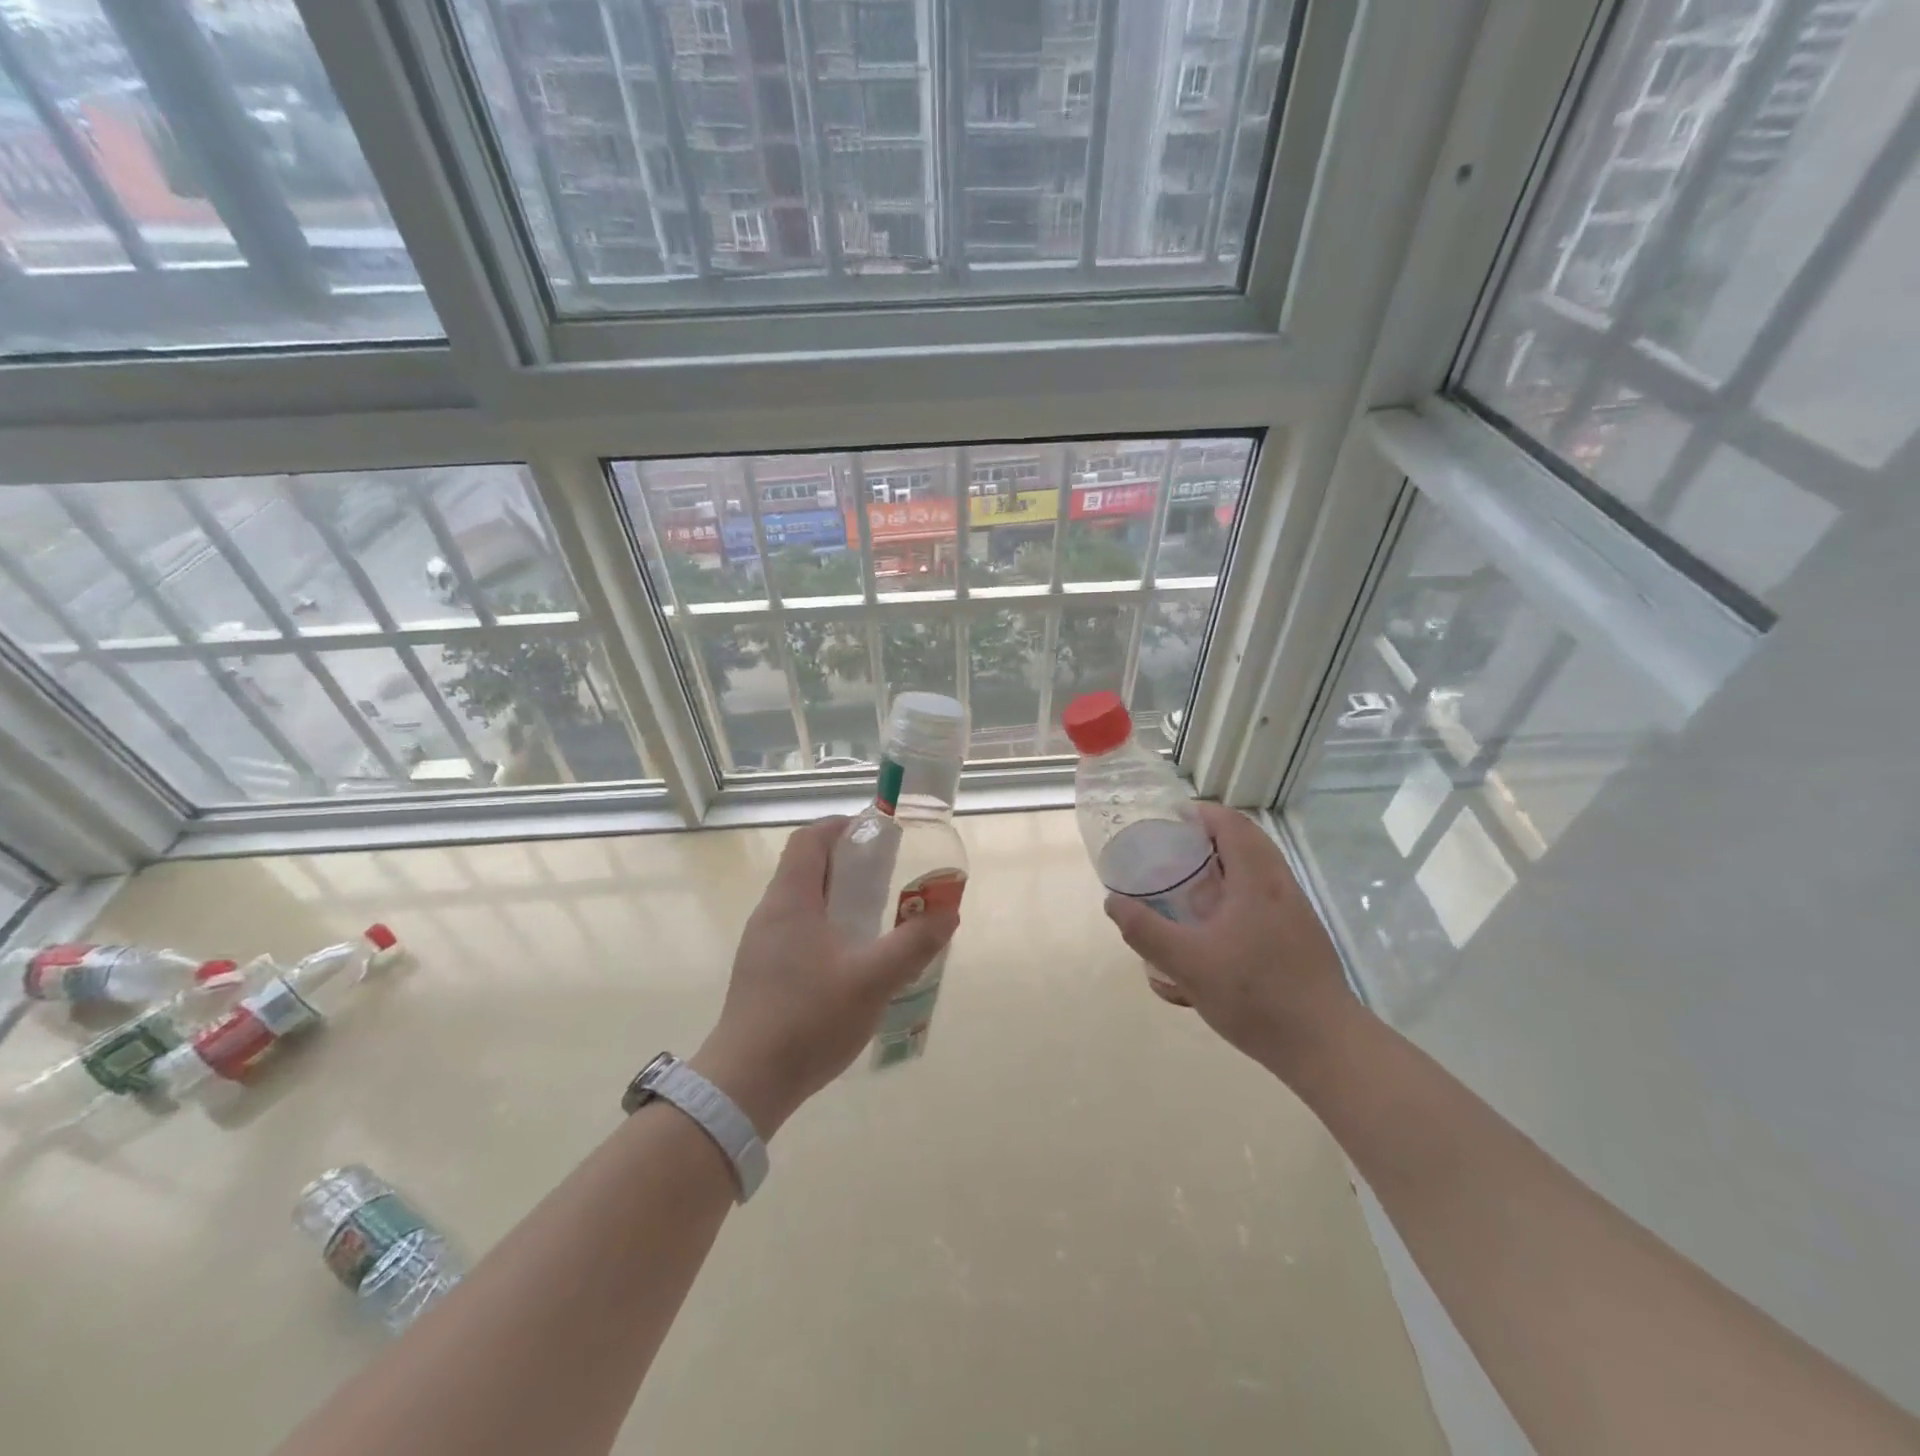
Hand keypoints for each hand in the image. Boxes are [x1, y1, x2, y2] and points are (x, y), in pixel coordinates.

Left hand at [691, 817, 958, 1136]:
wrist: (746, 1083)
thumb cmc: (808, 1018)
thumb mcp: (873, 979)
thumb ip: (914, 943)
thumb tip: (948, 911)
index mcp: (791, 900)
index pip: (809, 839)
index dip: (841, 827)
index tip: (876, 834)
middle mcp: (771, 913)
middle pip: (807, 868)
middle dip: (848, 864)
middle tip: (887, 877)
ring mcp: (762, 945)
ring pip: (803, 902)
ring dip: (838, 898)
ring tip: (876, 917)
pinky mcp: (762, 973)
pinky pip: (797, 932)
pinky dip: (826, 927)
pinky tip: (851, 960)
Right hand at [1103, 803, 1356, 1075]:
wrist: (1326, 1047)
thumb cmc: (1256, 996)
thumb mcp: (1188, 964)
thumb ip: (1146, 931)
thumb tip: (1114, 902)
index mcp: (1257, 880)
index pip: (1231, 824)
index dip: (1200, 814)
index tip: (1168, 822)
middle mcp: (1281, 886)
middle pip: (1246, 842)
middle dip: (1208, 841)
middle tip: (1174, 855)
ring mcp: (1296, 912)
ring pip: (1257, 872)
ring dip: (1224, 870)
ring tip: (1189, 892)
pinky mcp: (1301, 936)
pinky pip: (1265, 898)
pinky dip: (1237, 897)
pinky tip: (1215, 933)